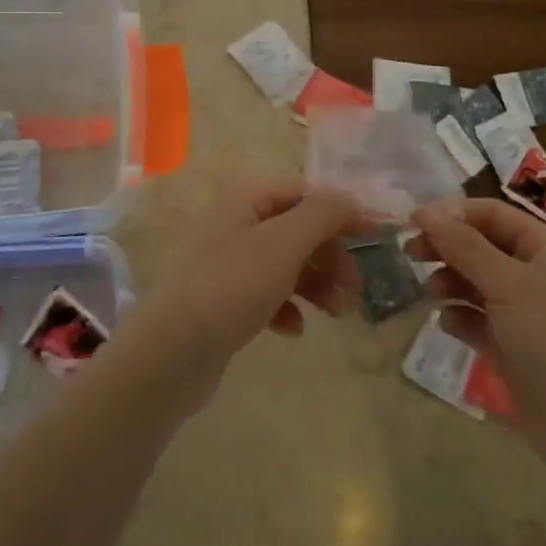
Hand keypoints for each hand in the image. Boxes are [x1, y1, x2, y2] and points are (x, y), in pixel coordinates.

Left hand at [117, 182, 365, 399]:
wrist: (171, 353)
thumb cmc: (231, 286)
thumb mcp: (284, 243)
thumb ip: (323, 214)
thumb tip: (352, 196)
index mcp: (245, 199)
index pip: (304, 193)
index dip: (341, 212)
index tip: (375, 236)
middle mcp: (234, 223)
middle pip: (296, 229)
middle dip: (330, 256)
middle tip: (355, 287)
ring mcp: (225, 263)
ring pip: (284, 264)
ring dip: (315, 284)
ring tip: (335, 313)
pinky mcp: (222, 300)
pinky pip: (265, 294)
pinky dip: (286, 307)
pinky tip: (293, 328)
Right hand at [410, 199, 545, 472]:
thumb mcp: (507, 284)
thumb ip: (464, 246)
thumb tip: (425, 212)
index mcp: (544, 247)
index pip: (492, 213)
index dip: (452, 213)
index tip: (413, 221)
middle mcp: (535, 272)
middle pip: (480, 244)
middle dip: (447, 247)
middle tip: (411, 254)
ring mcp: (523, 310)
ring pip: (475, 281)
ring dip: (450, 281)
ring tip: (433, 294)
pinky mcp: (511, 344)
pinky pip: (477, 318)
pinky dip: (460, 316)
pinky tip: (449, 324)